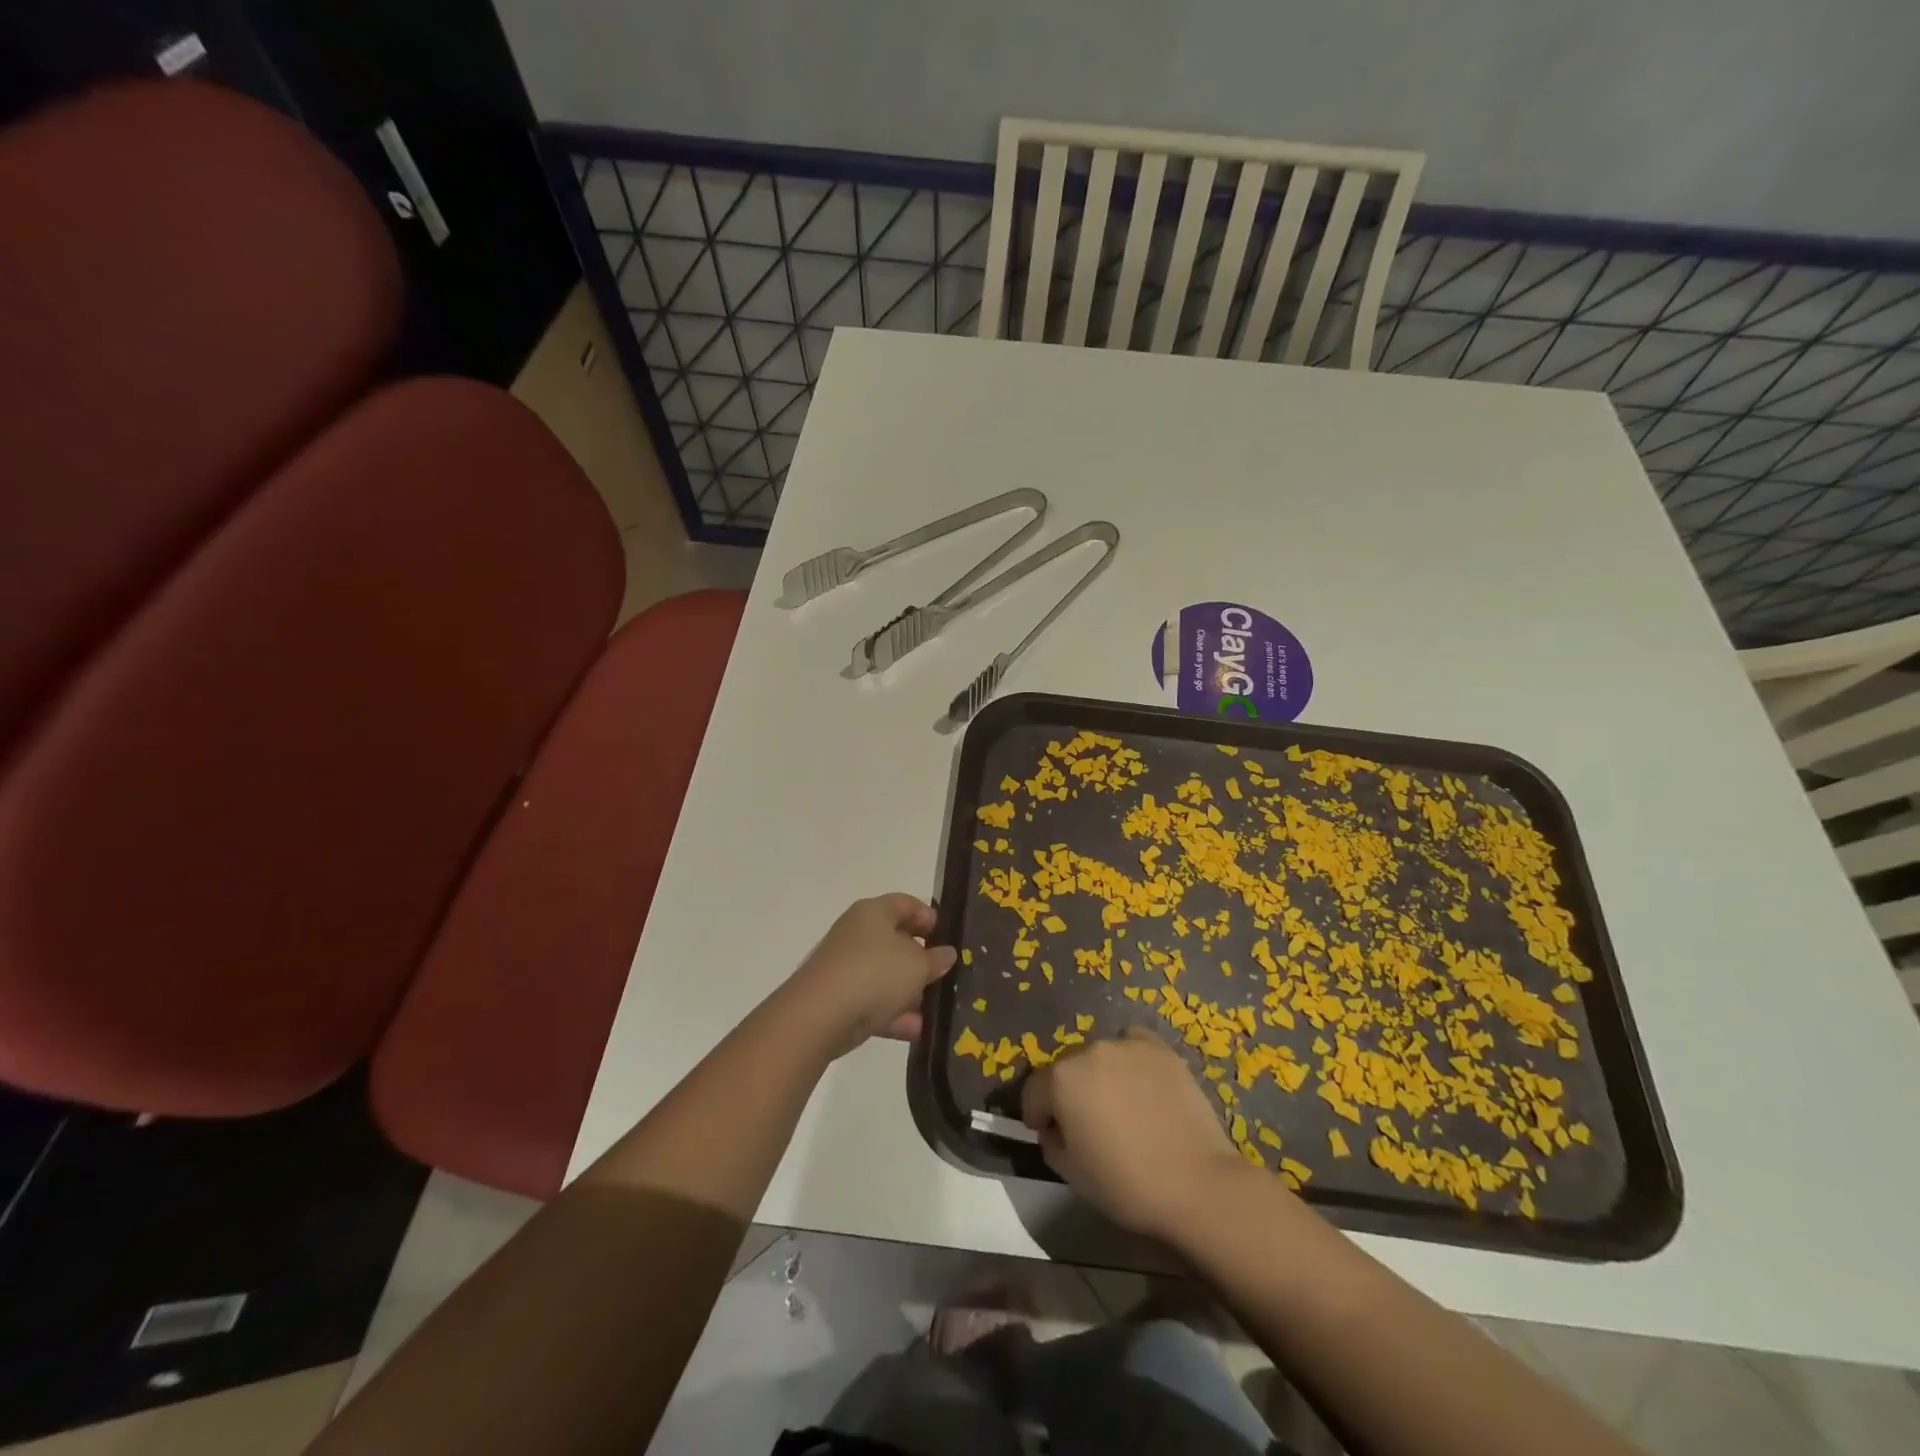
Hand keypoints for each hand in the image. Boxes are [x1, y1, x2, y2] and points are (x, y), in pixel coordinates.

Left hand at [784, 894, 957, 1056]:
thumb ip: (936, 959)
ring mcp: (846, 967)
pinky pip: (873, 1002)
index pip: (905, 903)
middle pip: (896, 941)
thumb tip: (946, 953)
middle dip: (921, 960)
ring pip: (886, 975)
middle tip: (945, 975)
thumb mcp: (918, 965)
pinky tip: (917, 1030)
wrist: (819, 1015)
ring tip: (937, 1009)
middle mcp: (857, 934)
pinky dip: (894, 1014)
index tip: (948, 938)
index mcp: (874, 913)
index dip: (929, 917)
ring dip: (910, 992)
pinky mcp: (839, 999)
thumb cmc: (875, 973)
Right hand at [1021, 1027, 1252, 1240]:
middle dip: (1069, 1092)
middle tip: (1087, 1123)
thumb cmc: (1126, 1183)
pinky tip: (1142, 1086)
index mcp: (1061, 1079)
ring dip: (1100, 1076)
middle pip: (1067, 1069)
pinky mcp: (1159, 1048)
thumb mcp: (1071, 1173)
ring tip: (1120, 1106)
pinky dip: (1130, 1062)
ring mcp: (1126, 1045)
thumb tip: (1055, 1128)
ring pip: (1099, 1057)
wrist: (1196, 1183)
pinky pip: (1132, 1046)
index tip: (1048, 1133)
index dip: (1037, 1115)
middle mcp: (1089, 1051)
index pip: (1034, 1090)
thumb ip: (1051, 1142)